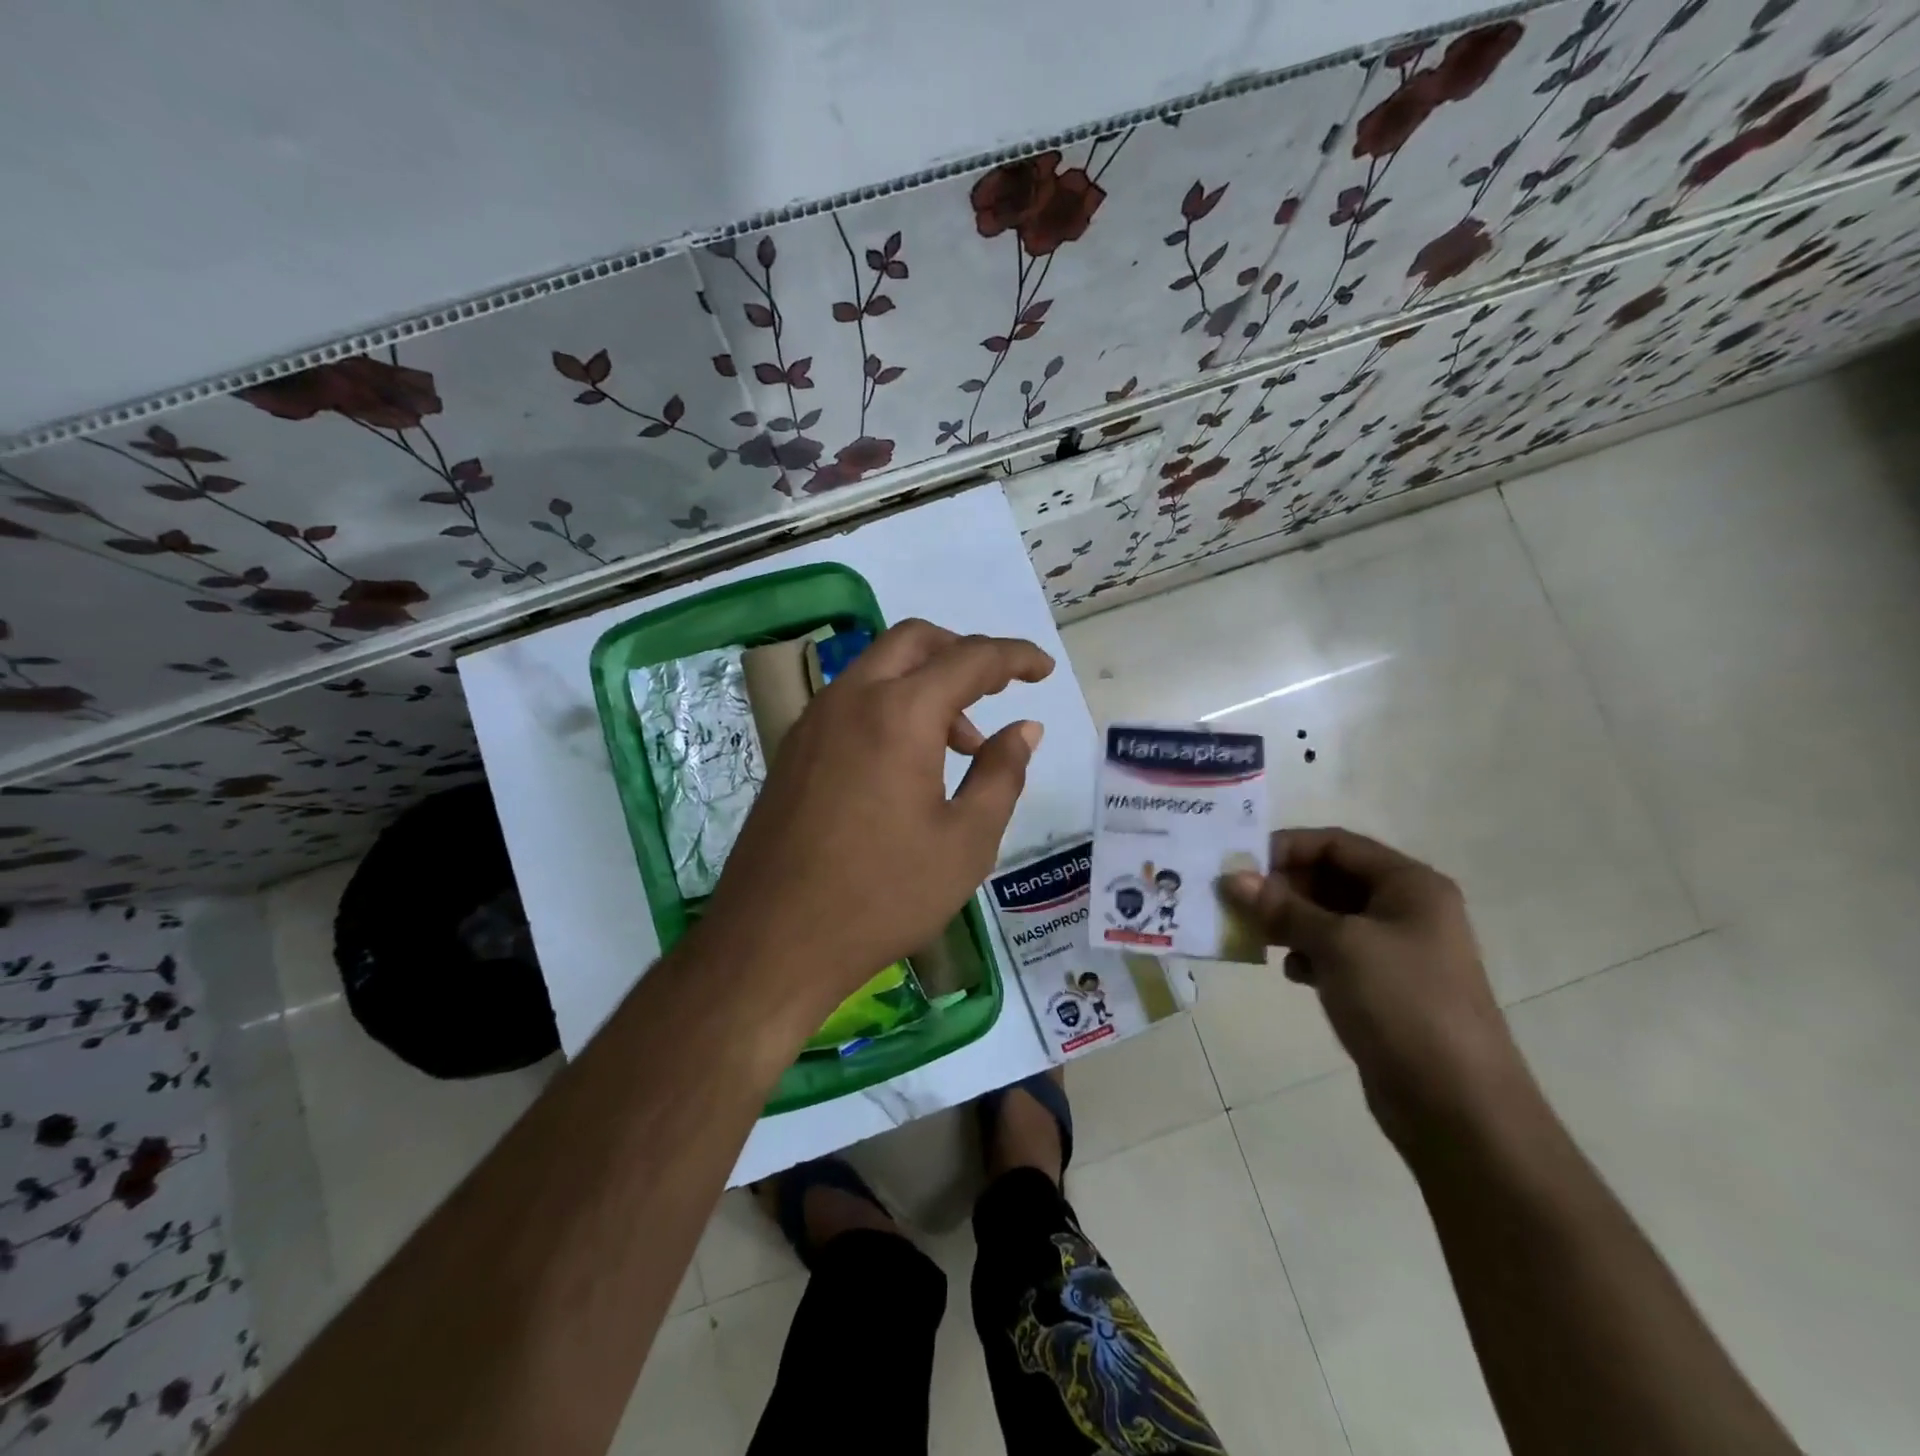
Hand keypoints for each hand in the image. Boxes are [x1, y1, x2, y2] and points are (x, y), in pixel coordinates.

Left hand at [702, 619, 1051, 1030]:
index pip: (970, 659)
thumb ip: (1002, 773)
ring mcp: (813, 721)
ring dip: (926, 684)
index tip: (1044, 669)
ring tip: (959, 747)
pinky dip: (891, 706)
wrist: (774, 940)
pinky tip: (907, 763)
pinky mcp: (793, 749)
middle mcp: (851, 698)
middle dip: (963, 653)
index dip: (1015, 657)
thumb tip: (1025, 728)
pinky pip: (852, 701)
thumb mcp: (966, 841)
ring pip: (878, 669)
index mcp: (900, 713)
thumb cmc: (883, 894)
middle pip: (914, 641)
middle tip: (997, 691)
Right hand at [1222, 828, 1532, 1147]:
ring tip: (1254, 936)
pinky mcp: (1384, 988)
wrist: (1457, 1105)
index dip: (1286, 848)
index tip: (1238, 866)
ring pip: (1328, 918)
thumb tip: (1232, 878)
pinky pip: (1334, 954)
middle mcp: (1406, 909)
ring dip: (1289, 922)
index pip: (1336, 844)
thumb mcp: (1338, 945)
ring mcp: (1396, 951)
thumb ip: (1283, 907)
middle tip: (1236, 902)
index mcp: (1410, 885)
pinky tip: (1290, 973)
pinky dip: (1307, 955)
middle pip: (1331, 878)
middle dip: (1283, 887)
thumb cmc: (1402, 1004)